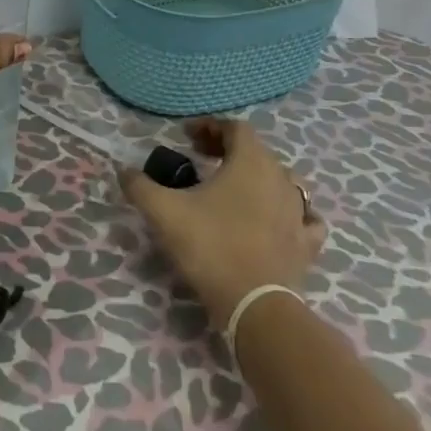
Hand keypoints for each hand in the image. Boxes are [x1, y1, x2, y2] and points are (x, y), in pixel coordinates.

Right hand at [119, 117, 326, 327]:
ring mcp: (299, 211)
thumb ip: (140, 186)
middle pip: (257, 150)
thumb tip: (123, 171)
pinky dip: (289, 212)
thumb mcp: (163, 211)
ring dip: (257, 177)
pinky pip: (304, 217)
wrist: (254, 304)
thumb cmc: (210, 246)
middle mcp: (281, 178)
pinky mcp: (307, 243)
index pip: (235, 127)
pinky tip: (276, 220)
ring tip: (233, 189)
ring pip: (281, 180)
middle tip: (201, 159)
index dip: (210, 126)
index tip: (186, 136)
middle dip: (228, 149)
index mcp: (250, 162)